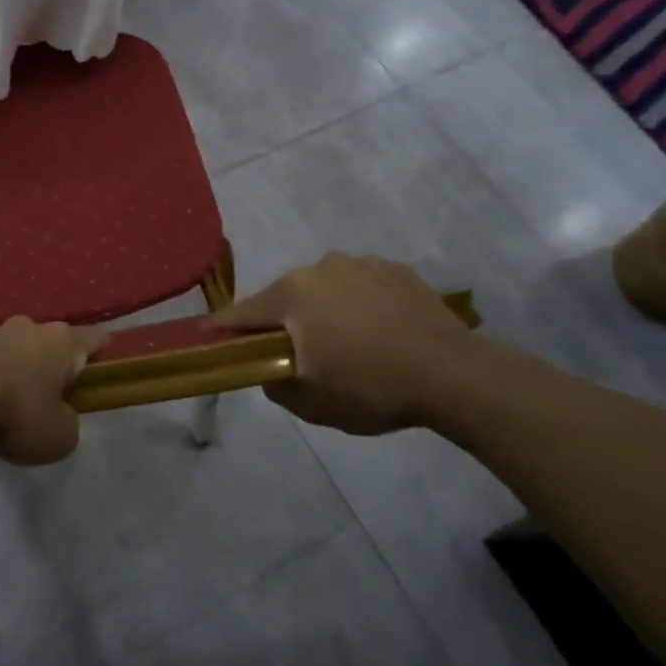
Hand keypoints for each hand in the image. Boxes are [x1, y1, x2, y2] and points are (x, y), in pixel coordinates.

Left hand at [0, 318, 106, 465]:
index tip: (102, 365)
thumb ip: (68, 422)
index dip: (101, 351)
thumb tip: (58, 413)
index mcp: (61, 342)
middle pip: (49, 340)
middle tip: (48, 393)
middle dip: (50, 361)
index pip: (94, 338)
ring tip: (4, 396)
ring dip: (12, 364)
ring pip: (10, 346)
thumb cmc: (18, 414)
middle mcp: (27, 327)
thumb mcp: (61, 437)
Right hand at [211, 255, 477, 434]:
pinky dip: (360, 304)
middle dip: (284, 322)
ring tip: (350, 344)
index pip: (242, 312)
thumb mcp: (310, 402)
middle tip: (299, 354)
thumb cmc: (371, 388)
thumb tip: (268, 367)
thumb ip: (272, 382)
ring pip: (325, 288)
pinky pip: (362, 286)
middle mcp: (319, 267)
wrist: (456, 375)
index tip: (209, 336)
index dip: (223, 328)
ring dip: (325, 310)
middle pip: (285, 297)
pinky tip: (381, 332)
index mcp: (291, 294)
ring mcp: (361, 263)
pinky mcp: (397, 269)